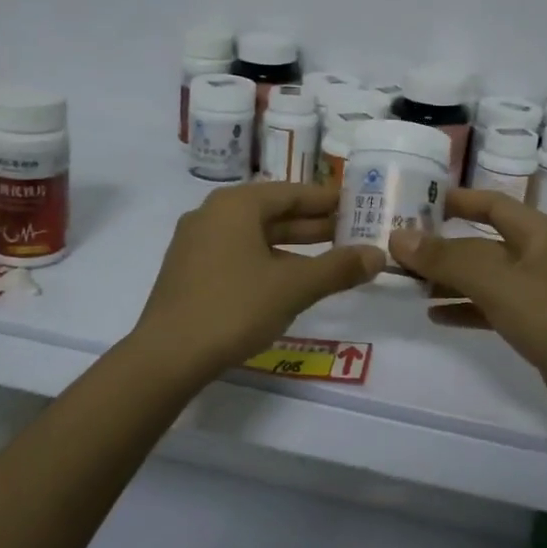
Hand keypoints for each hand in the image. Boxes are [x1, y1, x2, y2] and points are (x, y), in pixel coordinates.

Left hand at [132, 182, 384, 380]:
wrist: (167, 355)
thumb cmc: (234, 308)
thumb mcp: (294, 287)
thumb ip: (338, 268)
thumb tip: (378, 255)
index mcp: (236, 205)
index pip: (291, 192)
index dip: (326, 200)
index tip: (357, 206)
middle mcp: (212, 214)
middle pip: (272, 212)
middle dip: (312, 224)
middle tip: (351, 233)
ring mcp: (196, 243)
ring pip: (254, 236)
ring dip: (292, 246)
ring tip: (328, 258)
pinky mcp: (189, 271)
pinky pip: (237, 254)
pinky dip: (267, 261)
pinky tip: (288, 281)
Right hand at [390, 190, 546, 432]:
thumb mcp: (495, 282)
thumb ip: (446, 258)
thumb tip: (398, 237)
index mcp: (537, 233)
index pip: (491, 203)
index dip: (456, 199)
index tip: (416, 202)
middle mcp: (537, 255)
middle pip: (481, 242)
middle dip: (442, 246)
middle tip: (399, 249)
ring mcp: (537, 290)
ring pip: (483, 276)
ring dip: (448, 279)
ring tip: (408, 284)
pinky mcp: (534, 323)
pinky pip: (490, 306)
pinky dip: (464, 307)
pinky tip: (434, 315)